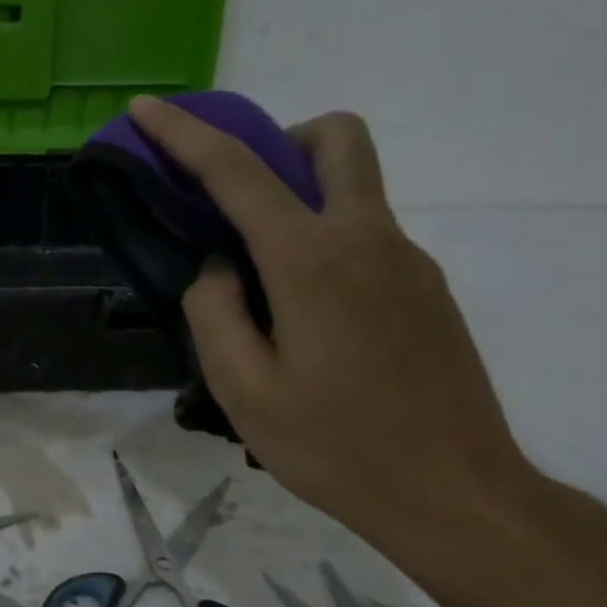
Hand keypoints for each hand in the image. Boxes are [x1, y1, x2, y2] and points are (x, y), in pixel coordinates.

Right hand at [128, 97, 544, 573]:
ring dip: (300, 195)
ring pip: (354, 186)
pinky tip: (307, 318)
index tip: (146, 107)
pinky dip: (323, 240)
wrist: (460, 498)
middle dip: (279, 139)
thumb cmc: (337, 446)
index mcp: (311, 260)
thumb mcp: (242, 388)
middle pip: (335, 139)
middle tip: (238, 195)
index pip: (236, 171)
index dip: (183, 133)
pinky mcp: (427, 288)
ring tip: (262, 278)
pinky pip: (365, 235)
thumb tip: (221, 267)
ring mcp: (407, 261)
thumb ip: (215, 311)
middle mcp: (367, 240)